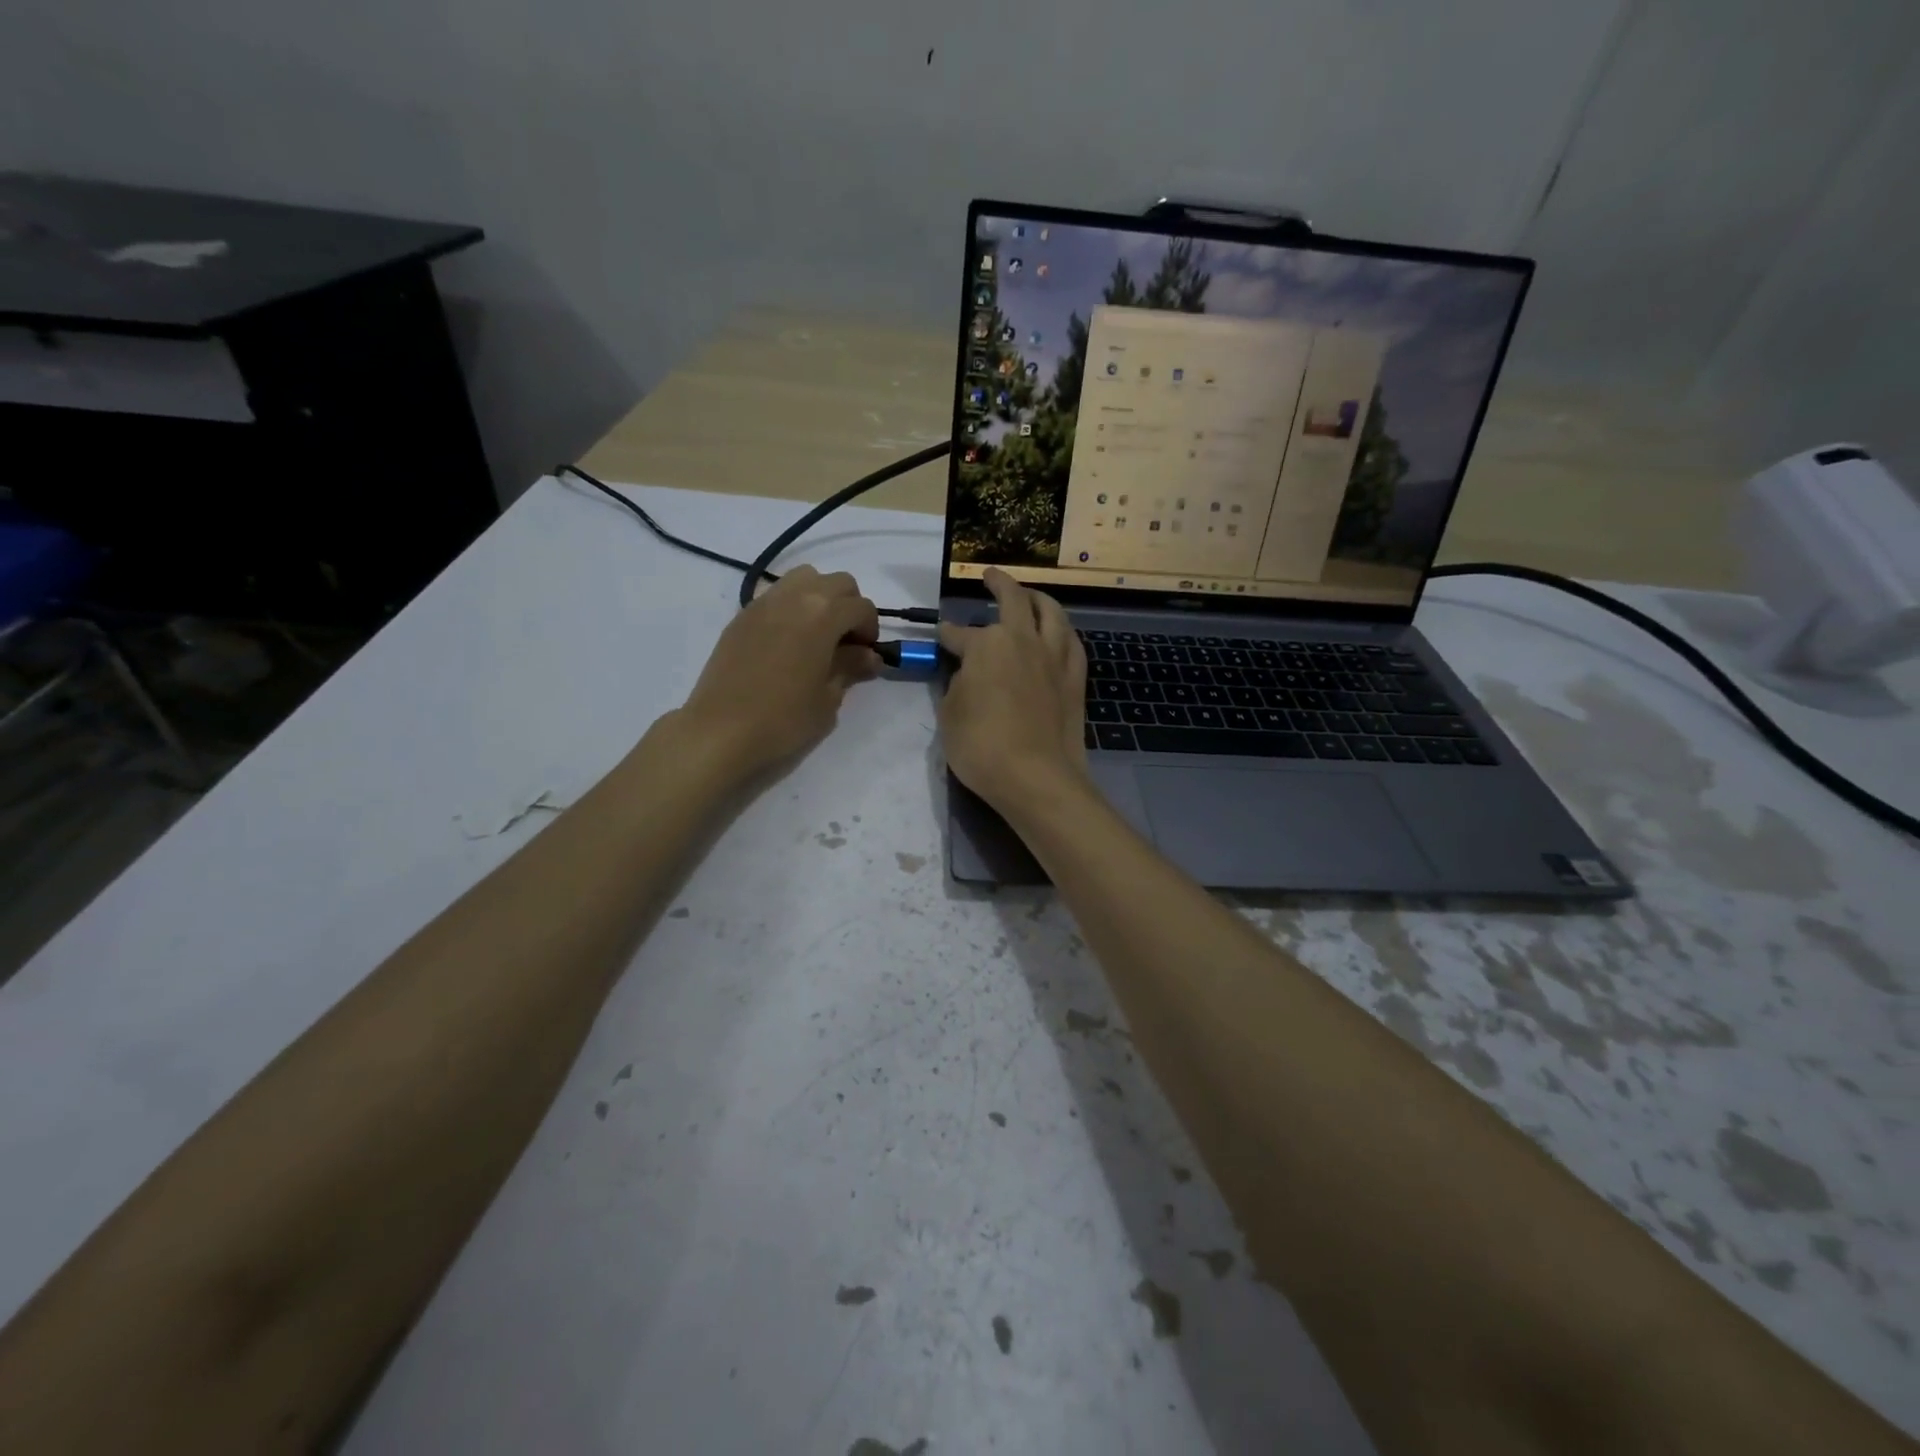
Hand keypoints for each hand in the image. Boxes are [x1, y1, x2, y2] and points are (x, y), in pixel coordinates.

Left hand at [676, 566, 880, 779]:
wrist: (721, 730)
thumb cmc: (784, 719)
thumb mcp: (828, 698)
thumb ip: (850, 667)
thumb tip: (868, 655)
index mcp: (823, 614)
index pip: (862, 607)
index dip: (870, 630)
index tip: (865, 656)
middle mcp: (795, 596)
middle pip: (837, 583)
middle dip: (849, 607)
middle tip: (846, 642)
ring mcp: (764, 602)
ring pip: (805, 578)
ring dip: (820, 598)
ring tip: (817, 634)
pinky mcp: (742, 615)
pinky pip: (777, 595)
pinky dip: (792, 606)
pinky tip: (788, 640)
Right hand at [938, 567, 1087, 809]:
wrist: (1035, 777)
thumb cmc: (981, 746)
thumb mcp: (949, 715)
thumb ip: (956, 685)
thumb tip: (967, 674)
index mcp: (987, 645)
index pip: (959, 634)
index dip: (947, 634)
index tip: (941, 634)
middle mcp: (1023, 639)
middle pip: (1013, 599)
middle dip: (998, 583)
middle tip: (990, 576)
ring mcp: (1054, 657)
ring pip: (1051, 612)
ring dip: (1037, 598)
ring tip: (1030, 595)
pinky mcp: (1075, 678)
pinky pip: (1071, 641)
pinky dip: (1062, 630)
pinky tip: (1058, 633)